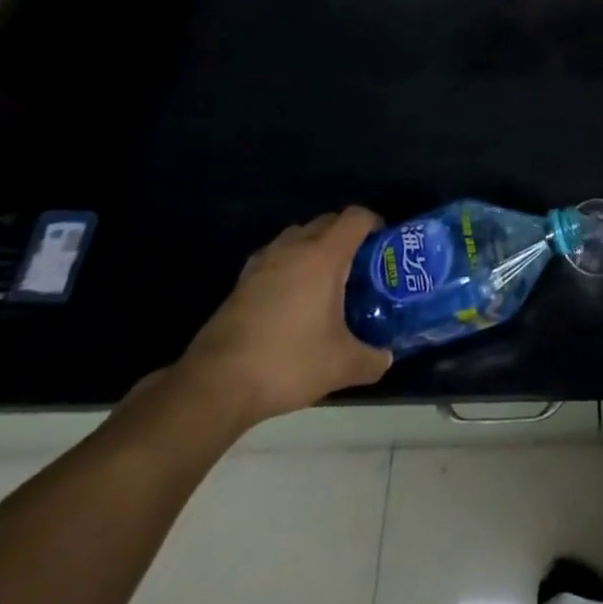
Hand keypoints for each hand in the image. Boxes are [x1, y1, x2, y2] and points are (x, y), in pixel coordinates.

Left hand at [174, 208, 392, 428]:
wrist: (215, 386)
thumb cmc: (287, 362)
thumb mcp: (341, 366)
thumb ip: (372, 359)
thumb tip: (387, 358)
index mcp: (323, 256)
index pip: (356, 218)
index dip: (375, 223)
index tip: (384, 245)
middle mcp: (293, 249)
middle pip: (327, 221)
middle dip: (346, 235)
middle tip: (360, 265)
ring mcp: (262, 263)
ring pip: (296, 236)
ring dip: (314, 247)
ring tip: (325, 280)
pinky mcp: (241, 283)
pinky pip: (273, 257)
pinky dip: (288, 265)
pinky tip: (291, 299)